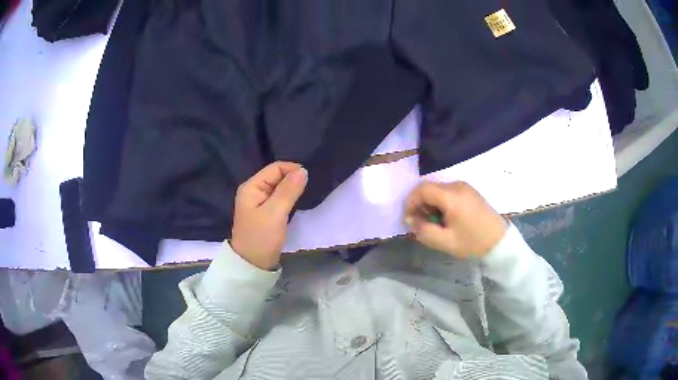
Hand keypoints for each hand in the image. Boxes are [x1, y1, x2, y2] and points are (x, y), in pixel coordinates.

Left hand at [230, 162, 307, 269]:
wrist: (252, 264)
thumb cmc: (261, 237)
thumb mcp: (275, 213)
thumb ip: (288, 190)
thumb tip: (303, 170)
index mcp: (251, 186)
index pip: (275, 168)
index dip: (292, 170)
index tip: (309, 180)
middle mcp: (253, 190)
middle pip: (276, 176)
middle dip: (293, 179)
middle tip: (309, 189)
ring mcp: (258, 202)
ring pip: (279, 187)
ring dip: (292, 189)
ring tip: (305, 195)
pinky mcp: (265, 212)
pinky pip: (279, 198)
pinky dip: (288, 198)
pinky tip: (296, 203)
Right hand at [404, 181, 505, 258]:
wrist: (499, 241)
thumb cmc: (473, 242)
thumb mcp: (445, 242)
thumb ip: (424, 231)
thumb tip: (412, 221)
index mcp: (452, 196)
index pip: (422, 189)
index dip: (410, 202)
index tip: (408, 219)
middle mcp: (457, 185)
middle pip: (429, 187)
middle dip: (419, 204)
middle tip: (420, 223)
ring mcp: (464, 187)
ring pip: (437, 189)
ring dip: (429, 204)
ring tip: (433, 222)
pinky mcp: (469, 191)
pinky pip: (447, 192)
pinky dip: (439, 202)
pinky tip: (444, 218)